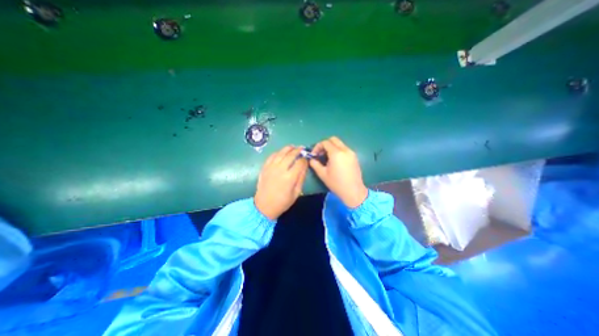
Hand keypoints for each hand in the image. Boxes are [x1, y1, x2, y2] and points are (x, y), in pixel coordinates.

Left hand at [253, 145, 308, 218]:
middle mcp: (280, 169)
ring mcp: (271, 167)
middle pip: (291, 155)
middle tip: (302, 148)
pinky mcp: (265, 167)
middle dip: (298, 150)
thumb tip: (305, 166)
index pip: (300, 163)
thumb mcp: (296, 193)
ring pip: (281, 153)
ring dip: (288, 148)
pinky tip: (282, 152)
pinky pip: (272, 156)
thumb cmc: (282, 202)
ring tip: (293, 147)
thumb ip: (301, 178)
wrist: (264, 206)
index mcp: (290, 177)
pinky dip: (278, 152)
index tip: (307, 159)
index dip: (305, 159)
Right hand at [311, 136, 367, 206]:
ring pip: (339, 143)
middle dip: (325, 144)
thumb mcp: (322, 174)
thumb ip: (315, 164)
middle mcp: (345, 150)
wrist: (353, 191)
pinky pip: (344, 149)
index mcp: (336, 153)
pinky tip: (335, 161)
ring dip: (331, 147)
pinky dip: (338, 150)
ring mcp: (351, 153)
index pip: (325, 142)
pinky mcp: (354, 157)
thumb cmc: (336, 184)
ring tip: (327, 158)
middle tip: (320, 154)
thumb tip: (311, 159)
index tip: (314, 154)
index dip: (317, 146)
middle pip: (333, 139)